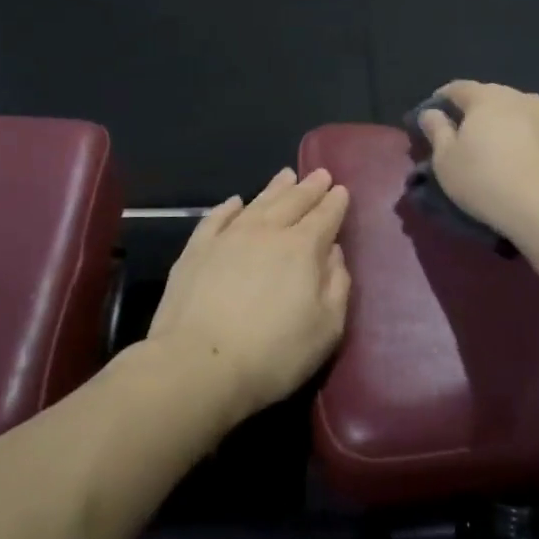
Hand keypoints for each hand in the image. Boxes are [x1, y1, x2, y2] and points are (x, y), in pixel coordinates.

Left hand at [146, 167, 351, 424]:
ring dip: (275, 188)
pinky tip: (236, 202)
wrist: (198, 364)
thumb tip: (334, 252)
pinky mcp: (196, 250)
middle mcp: (267, 232)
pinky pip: (217, 218)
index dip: (335, 203)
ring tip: (287, 175)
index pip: (324, 216)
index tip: (341, 190)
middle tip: (320, 174)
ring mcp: (228, 237)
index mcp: (302, 248)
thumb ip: (337, 285)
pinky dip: (229, 207)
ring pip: (257, 203)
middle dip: (309, 187)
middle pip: (292, 201)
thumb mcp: (326, 328)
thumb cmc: (273, 353)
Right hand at [417, 81, 538, 238]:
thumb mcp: (446, 161)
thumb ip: (437, 131)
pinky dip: (532, 138)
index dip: (442, 99)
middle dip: (477, 111)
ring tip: (500, 147)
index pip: (458, 88)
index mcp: (486, 98)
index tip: (433, 114)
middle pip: (492, 97)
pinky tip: (529, 157)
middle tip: (466, 134)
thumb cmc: (486, 181)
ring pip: (520, 112)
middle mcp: (520, 97)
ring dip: (507, 123)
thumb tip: (431, 113)